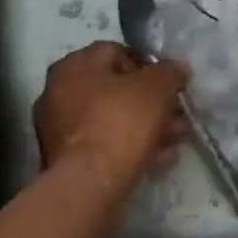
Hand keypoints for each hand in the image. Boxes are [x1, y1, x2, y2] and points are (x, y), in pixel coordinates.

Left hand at [34, 42, 188, 196]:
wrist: (90, 185)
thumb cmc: (121, 121)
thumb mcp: (158, 87)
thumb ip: (170, 72)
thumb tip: (177, 70)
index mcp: (75, 65)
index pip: (117, 52)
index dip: (149, 66)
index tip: (170, 84)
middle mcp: (60, 92)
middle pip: (116, 89)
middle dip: (152, 102)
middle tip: (178, 114)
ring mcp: (60, 128)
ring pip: (113, 119)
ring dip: (147, 126)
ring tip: (177, 139)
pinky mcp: (66, 160)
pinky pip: (105, 144)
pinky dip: (131, 147)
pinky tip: (160, 158)